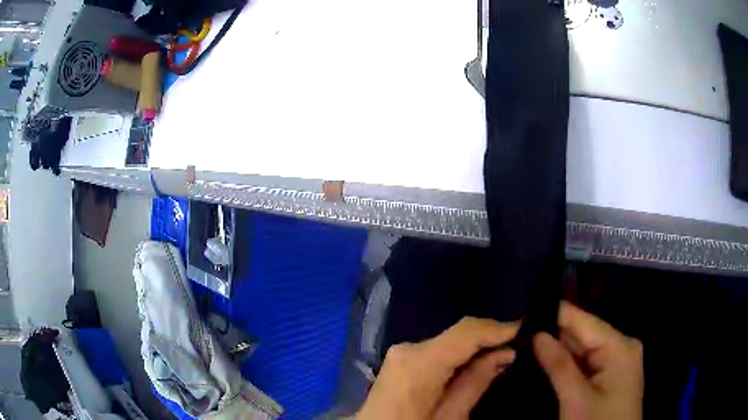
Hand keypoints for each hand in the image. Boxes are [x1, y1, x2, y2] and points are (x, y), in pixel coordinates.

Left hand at [357, 317, 520, 419]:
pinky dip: (460, 352)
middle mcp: (408, 348)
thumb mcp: (449, 417)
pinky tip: (477, 359)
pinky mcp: (401, 359)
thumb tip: (505, 353)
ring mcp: (401, 352)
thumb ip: (475, 383)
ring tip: (504, 349)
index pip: (465, 332)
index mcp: (419, 363)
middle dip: (489, 337)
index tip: (524, 326)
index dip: (496, 327)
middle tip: (519, 341)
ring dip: (476, 345)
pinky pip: (438, 349)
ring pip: (450, 339)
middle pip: (458, 334)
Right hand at [533, 301, 643, 419]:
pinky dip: (568, 363)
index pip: (584, 320)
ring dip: (559, 349)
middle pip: (584, 334)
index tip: (525, 310)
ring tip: (527, 342)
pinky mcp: (611, 375)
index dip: (555, 313)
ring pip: (584, 349)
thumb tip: (538, 335)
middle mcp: (621, 347)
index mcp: (619, 346)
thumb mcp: (576, 399)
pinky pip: (587, 362)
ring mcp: (617, 361)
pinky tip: (547, 360)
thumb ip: (559, 365)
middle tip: (520, 331)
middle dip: (555, 334)